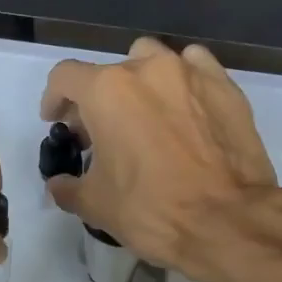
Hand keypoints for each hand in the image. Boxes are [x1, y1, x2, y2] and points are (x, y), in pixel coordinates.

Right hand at [39, 38, 279, 281]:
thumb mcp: (95, 205)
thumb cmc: (151, 210)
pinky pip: (195, 67)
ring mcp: (190, 73)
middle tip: (99, 134)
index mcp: (107, 91)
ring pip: (152, 59)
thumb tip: (59, 183)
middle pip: (109, 72)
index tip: (57, 122)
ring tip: (142, 115)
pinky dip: (181, 81)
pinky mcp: (225, 87)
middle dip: (97, 100)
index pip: (65, 78)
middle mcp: (147, 69)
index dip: (54, 99)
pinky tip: (182, 107)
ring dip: (139, 82)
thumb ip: (68, 187)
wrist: (227, 221)